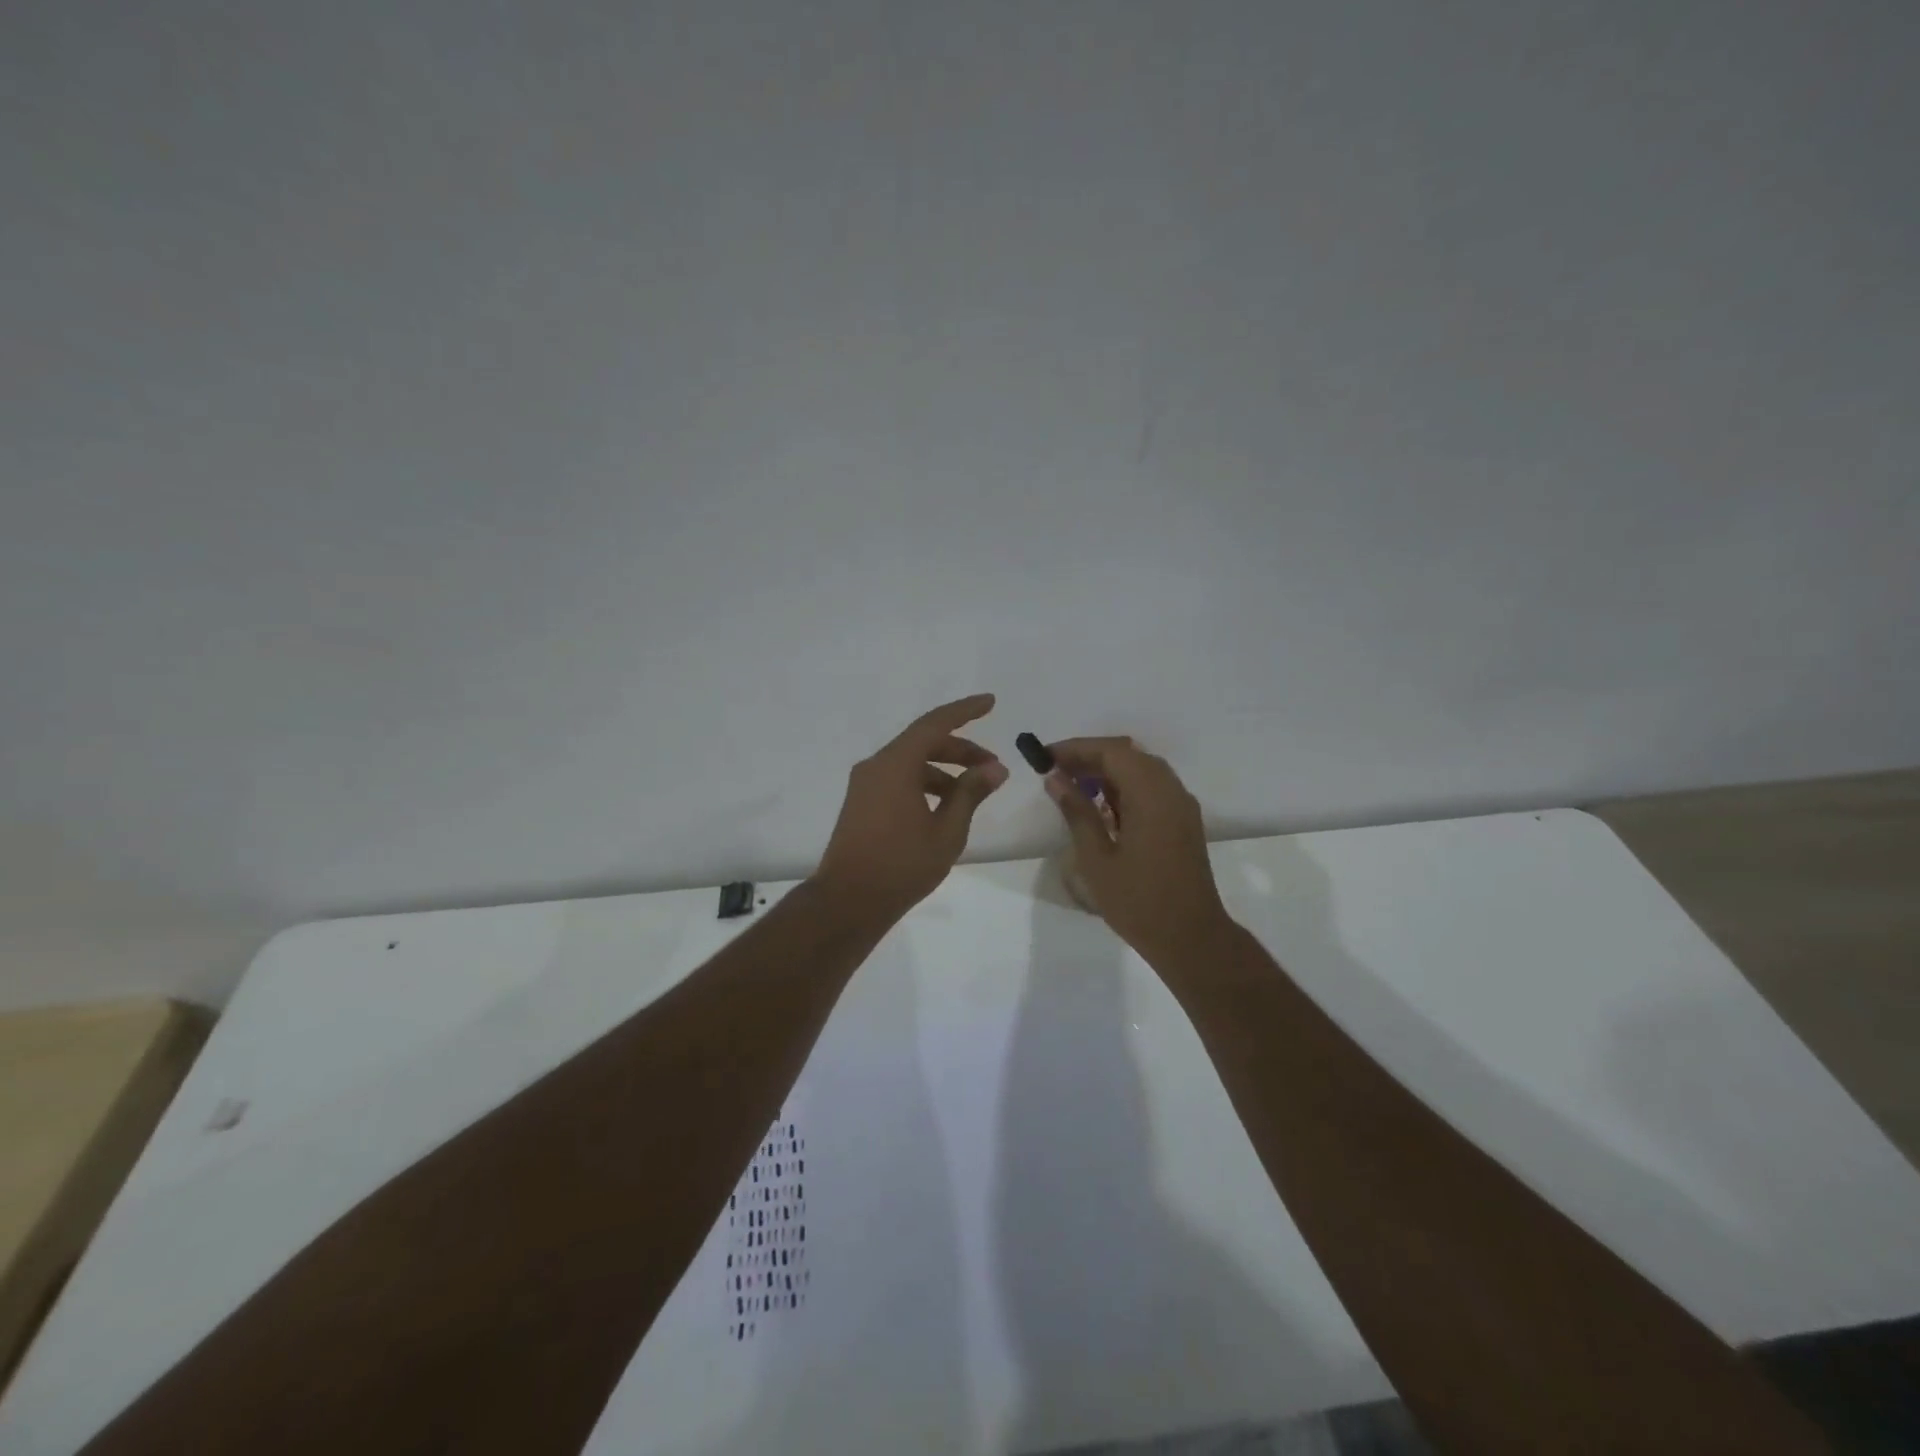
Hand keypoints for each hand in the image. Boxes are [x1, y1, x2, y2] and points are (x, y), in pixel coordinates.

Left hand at [812, 694, 1008, 921]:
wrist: (848, 901)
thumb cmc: (902, 864)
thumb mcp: (947, 830)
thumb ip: (971, 793)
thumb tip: (994, 768)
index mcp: (895, 764)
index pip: (935, 723)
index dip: (965, 710)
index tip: (990, 702)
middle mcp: (876, 765)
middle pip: (923, 742)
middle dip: (960, 749)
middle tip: (992, 766)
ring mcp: (865, 784)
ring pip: (910, 762)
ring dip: (943, 770)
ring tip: (972, 792)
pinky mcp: (861, 803)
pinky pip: (897, 779)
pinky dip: (924, 783)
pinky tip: (944, 807)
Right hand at [1044, 737, 1234, 962]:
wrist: (1190, 937)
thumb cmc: (1137, 901)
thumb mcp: (1096, 858)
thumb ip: (1077, 812)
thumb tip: (1055, 778)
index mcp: (1151, 795)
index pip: (1112, 752)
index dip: (1076, 749)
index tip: (1045, 757)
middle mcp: (1171, 790)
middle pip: (1128, 755)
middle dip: (1090, 757)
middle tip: (1056, 772)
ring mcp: (1181, 805)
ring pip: (1141, 770)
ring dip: (1107, 772)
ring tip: (1073, 788)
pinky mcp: (1183, 821)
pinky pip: (1152, 788)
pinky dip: (1125, 787)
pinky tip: (1102, 808)